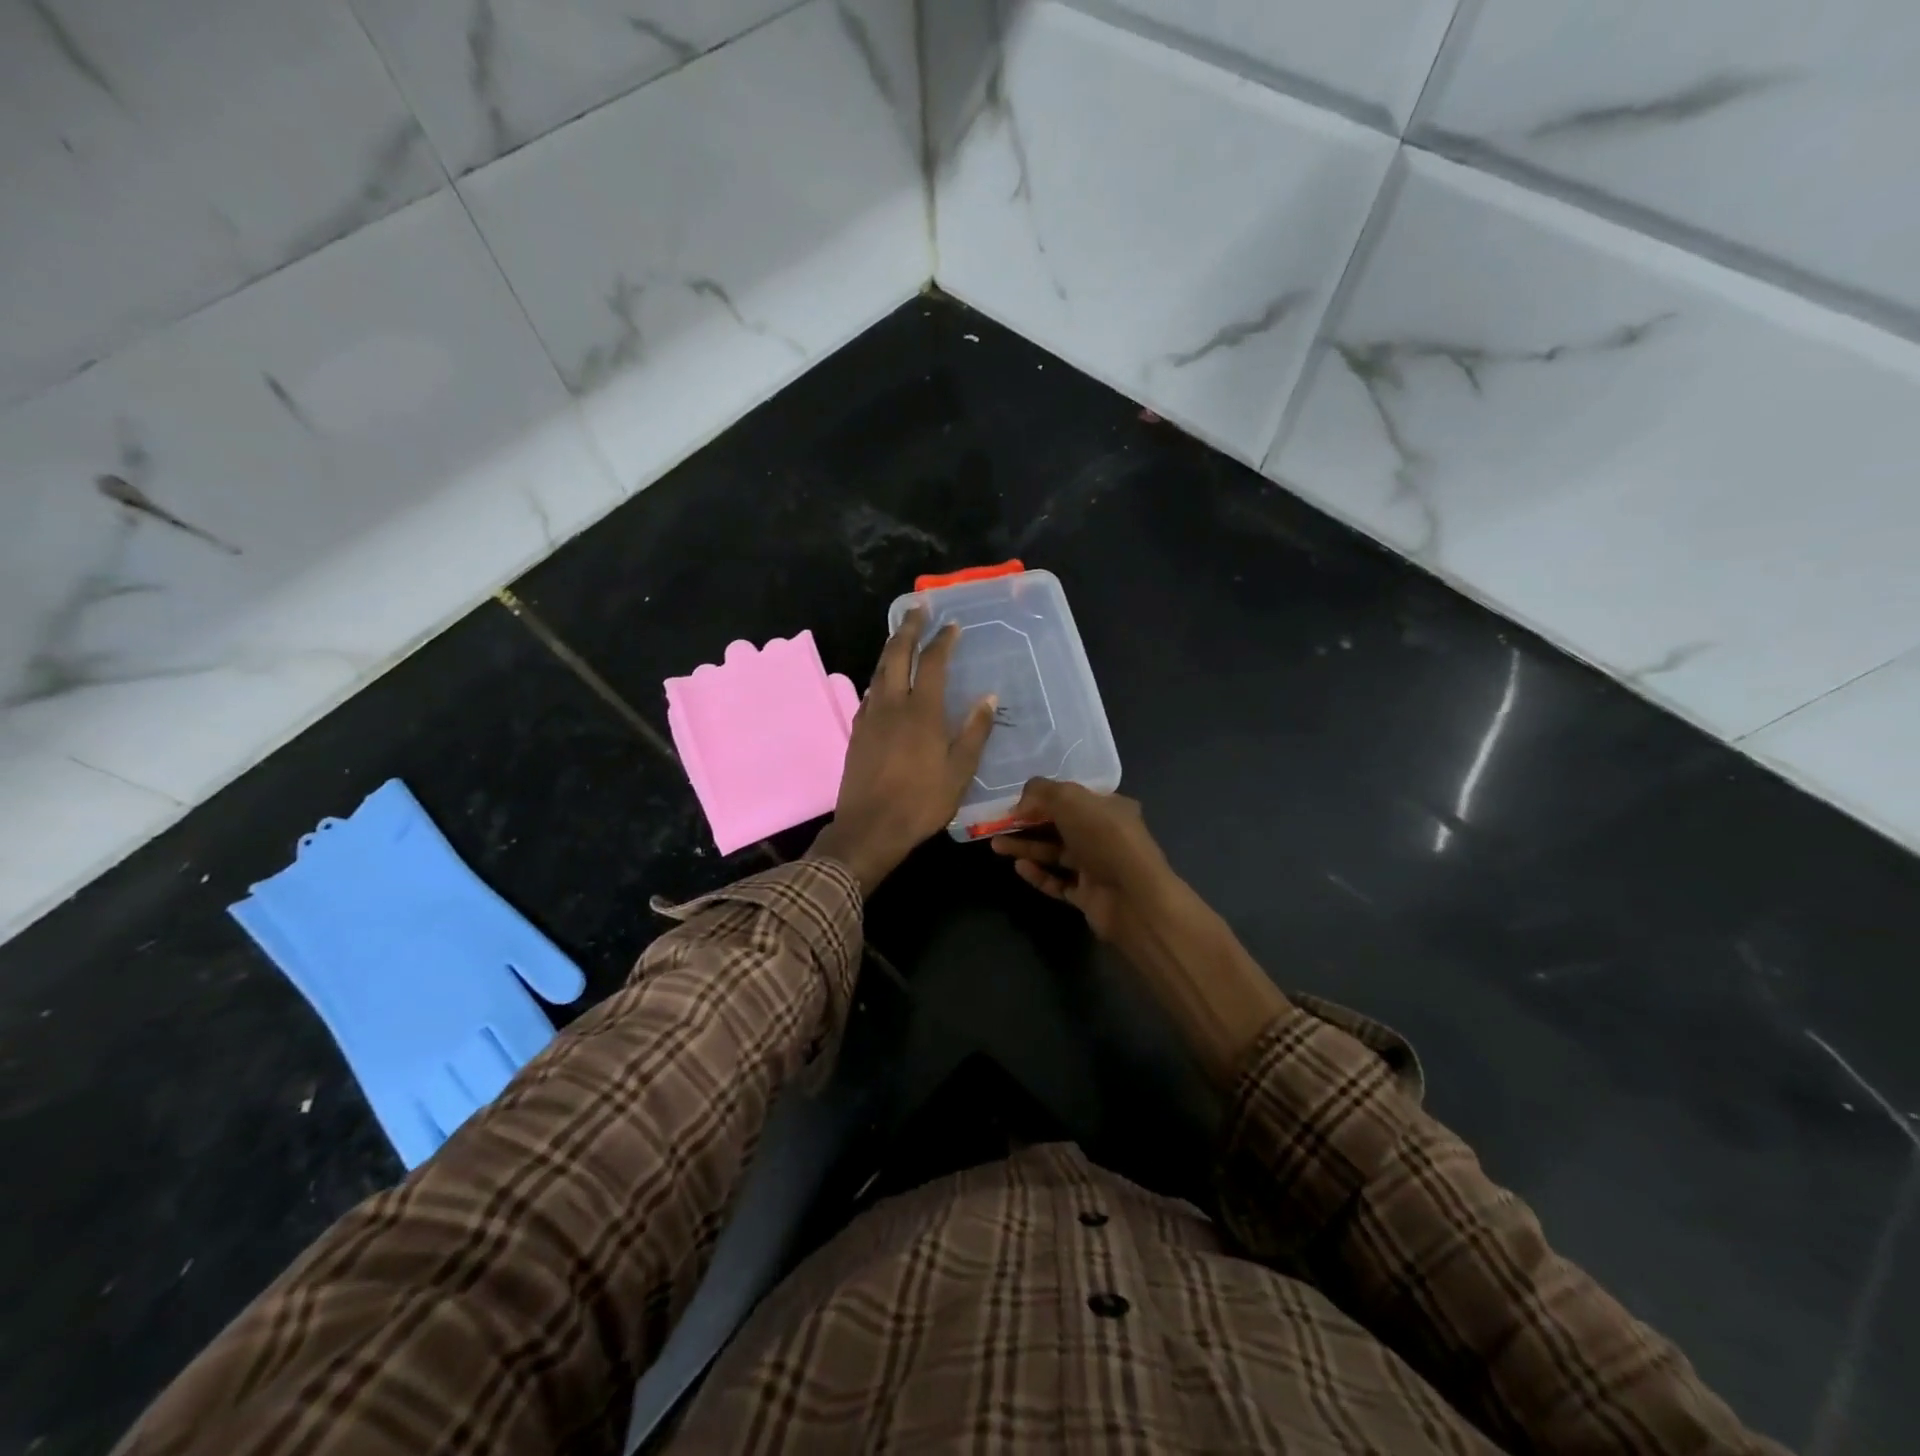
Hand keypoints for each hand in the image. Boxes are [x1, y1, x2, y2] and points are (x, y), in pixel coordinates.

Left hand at [811, 609, 995, 894]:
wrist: (869, 828)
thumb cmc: (921, 802)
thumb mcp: (960, 771)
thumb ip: (975, 731)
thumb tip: (988, 696)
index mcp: (921, 712)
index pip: (932, 663)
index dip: (942, 640)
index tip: (952, 625)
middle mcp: (892, 705)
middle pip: (896, 654)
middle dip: (908, 628)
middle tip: (918, 609)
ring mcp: (870, 716)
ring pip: (878, 670)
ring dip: (891, 648)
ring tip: (902, 636)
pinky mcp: (857, 731)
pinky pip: (869, 692)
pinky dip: (880, 677)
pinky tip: (884, 681)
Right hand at [989, 780, 1178, 948]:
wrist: (1134, 897)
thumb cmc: (1105, 838)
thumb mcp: (1070, 799)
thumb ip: (1041, 792)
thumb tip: (1019, 805)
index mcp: (1110, 807)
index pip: (1073, 798)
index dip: (1043, 798)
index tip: (1015, 803)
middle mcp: (1105, 835)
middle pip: (1060, 826)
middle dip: (1028, 824)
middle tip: (998, 825)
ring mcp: (1097, 867)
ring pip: (1055, 854)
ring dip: (1027, 848)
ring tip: (996, 845)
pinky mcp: (1088, 896)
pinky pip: (1058, 882)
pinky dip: (1039, 875)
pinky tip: (1019, 868)